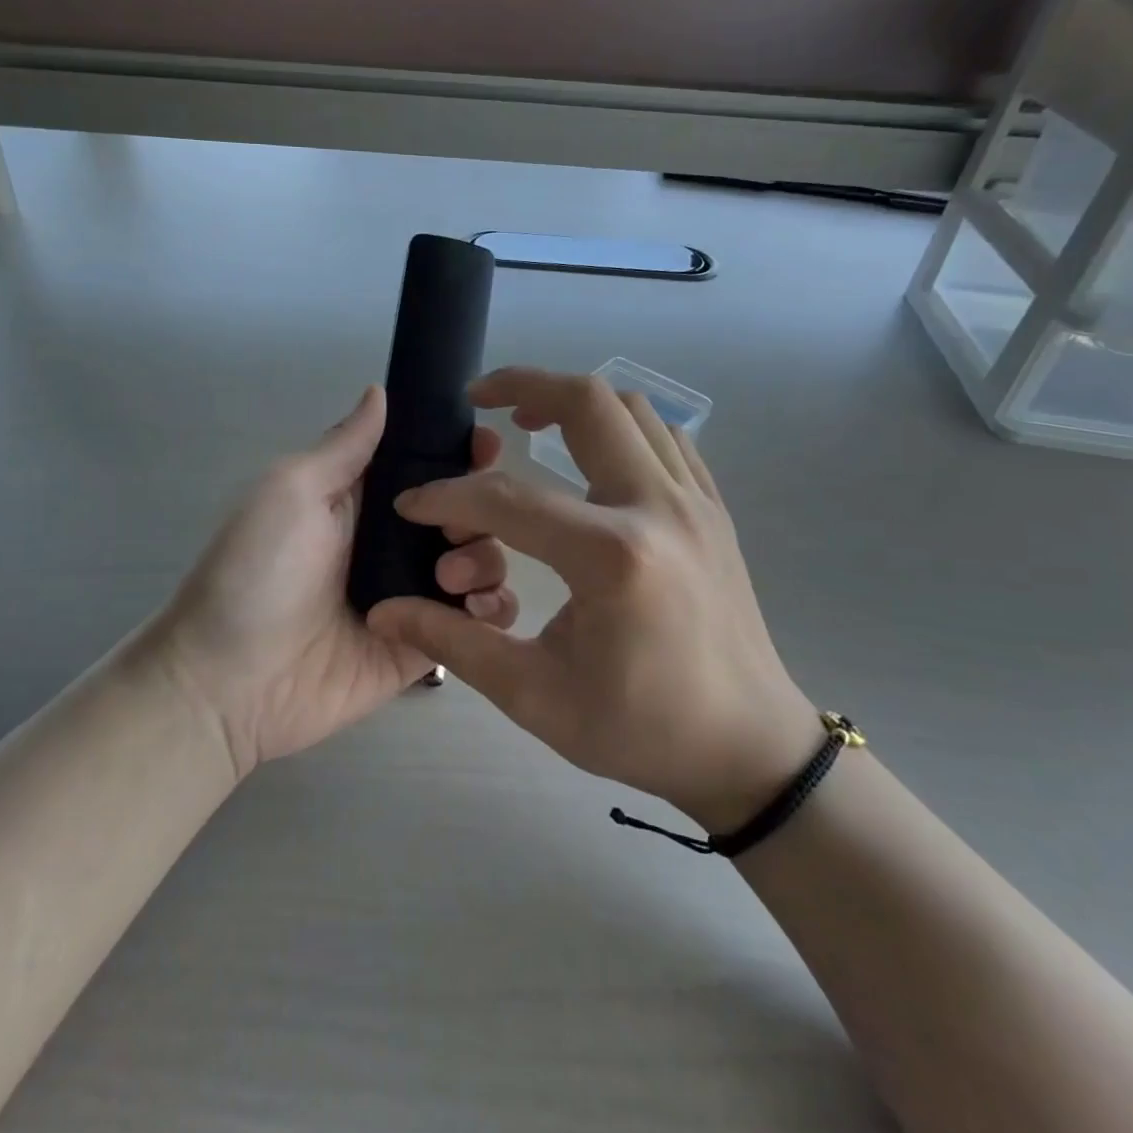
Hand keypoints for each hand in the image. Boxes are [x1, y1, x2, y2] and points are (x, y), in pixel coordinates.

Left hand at [148, 386, 518, 778]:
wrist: (228, 682)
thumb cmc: (257, 572)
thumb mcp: (292, 491)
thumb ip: (345, 445)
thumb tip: (380, 391)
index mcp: (365, 502)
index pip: (430, 467)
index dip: (462, 453)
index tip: (487, 446)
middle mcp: (396, 544)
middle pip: (467, 514)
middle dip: (484, 508)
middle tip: (457, 525)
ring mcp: (414, 597)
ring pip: (481, 564)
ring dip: (487, 559)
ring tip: (451, 574)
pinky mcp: (424, 647)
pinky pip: (476, 626)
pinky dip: (492, 612)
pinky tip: (478, 608)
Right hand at [367, 367, 816, 833]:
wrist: (748, 747)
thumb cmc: (641, 729)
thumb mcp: (535, 695)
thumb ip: (454, 641)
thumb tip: (384, 610)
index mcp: (612, 557)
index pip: (508, 500)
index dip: (448, 497)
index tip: (412, 504)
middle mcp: (658, 508)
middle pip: (588, 404)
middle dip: (523, 385)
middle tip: (481, 400)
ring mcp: (695, 502)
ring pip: (632, 408)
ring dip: (574, 400)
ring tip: (530, 422)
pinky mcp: (712, 509)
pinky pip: (664, 436)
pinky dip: (619, 425)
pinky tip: (589, 456)